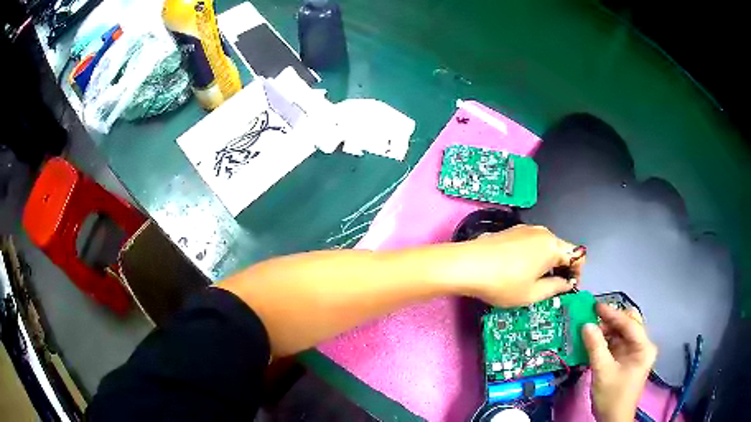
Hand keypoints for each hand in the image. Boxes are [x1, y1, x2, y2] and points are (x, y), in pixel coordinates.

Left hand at [431, 224, 584, 306]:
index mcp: (552, 245)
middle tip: (553, 289)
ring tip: (536, 283)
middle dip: (562, 269)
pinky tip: (520, 271)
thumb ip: (555, 288)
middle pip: (562, 249)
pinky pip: (531, 243)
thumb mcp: (533, 293)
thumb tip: (567, 284)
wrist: (467, 265)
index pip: (577, 256)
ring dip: (548, 263)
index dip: (577, 273)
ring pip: (546, 246)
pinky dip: (534, 257)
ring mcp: (525, 229)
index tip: (569, 289)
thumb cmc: (503, 283)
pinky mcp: (510, 231)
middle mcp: (542, 232)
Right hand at [583, 303, 657, 421]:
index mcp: (643, 348)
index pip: (629, 324)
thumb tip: (586, 325)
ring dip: (607, 330)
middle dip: (611, 320)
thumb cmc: (612, 397)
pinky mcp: (627, 359)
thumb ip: (595, 347)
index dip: (612, 313)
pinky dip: (606, 340)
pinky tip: (595, 341)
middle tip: (593, 319)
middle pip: (628, 324)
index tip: (595, 306)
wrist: (613, 419)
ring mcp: (635, 353)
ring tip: (591, 330)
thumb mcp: (602, 372)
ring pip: (622, 333)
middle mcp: (642, 346)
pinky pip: (617, 343)